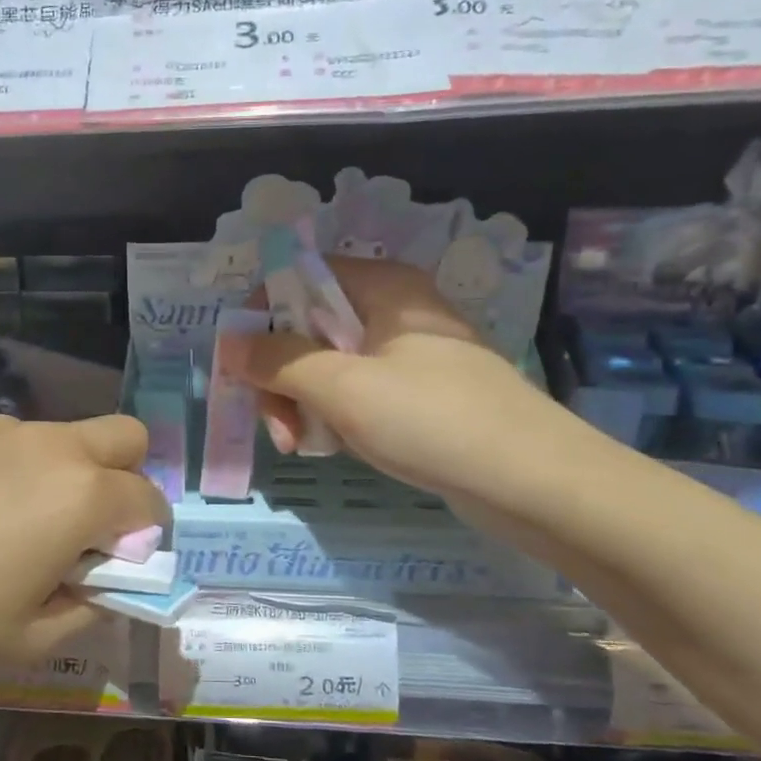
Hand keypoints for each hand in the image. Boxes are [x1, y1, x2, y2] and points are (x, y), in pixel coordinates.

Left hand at [0, 413, 169, 671]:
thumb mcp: (27, 640)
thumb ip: (88, 609)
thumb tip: (104, 584)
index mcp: (80, 495)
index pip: (149, 500)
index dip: (148, 536)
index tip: (118, 566)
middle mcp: (51, 446)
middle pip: (125, 437)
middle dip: (126, 479)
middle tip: (86, 530)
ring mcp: (1, 428)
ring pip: (65, 437)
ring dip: (68, 473)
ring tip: (15, 525)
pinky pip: (12, 440)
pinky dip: (17, 468)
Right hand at [238, 257, 566, 502]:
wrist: (532, 483)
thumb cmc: (432, 419)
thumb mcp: (342, 387)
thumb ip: (278, 361)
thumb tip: (228, 343)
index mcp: (383, 287)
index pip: (300, 278)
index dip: (261, 316)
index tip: (244, 367)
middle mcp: (394, 311)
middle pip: (309, 327)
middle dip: (281, 376)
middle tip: (276, 426)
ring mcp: (408, 356)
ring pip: (329, 366)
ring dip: (302, 403)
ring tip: (300, 446)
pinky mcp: (418, 396)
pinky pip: (357, 394)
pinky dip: (335, 418)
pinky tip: (332, 448)